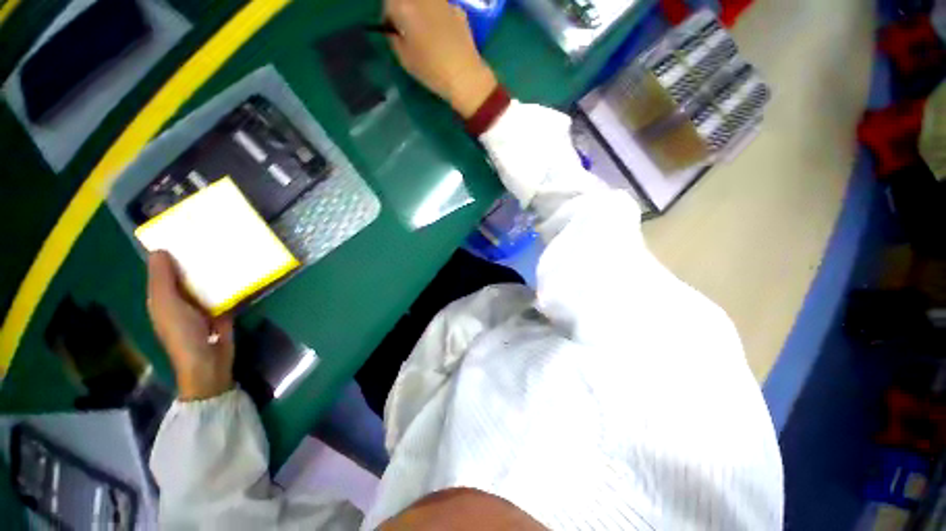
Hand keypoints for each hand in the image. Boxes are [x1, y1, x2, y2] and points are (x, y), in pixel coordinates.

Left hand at [147, 251, 233, 400]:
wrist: (209, 361)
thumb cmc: (182, 333)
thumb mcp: (167, 305)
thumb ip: (162, 280)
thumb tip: (159, 250)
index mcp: (164, 296)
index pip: (165, 269)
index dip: (171, 252)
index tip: (184, 232)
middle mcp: (182, 298)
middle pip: (188, 274)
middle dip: (197, 258)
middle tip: (212, 236)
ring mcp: (204, 305)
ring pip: (208, 282)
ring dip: (216, 269)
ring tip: (229, 248)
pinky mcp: (223, 310)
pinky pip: (226, 292)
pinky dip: (231, 282)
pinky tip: (241, 269)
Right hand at [385, 0, 497, 117]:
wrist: (464, 75)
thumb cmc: (431, 69)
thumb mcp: (404, 59)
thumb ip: (395, 39)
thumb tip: (396, 31)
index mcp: (404, 6)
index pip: (388, 4)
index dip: (390, 17)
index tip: (394, 31)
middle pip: (408, 0)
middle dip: (405, 10)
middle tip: (409, 30)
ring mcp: (442, 1)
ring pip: (425, 2)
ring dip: (422, 12)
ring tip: (428, 33)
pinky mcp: (458, 9)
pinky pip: (442, 9)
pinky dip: (439, 17)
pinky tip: (444, 37)